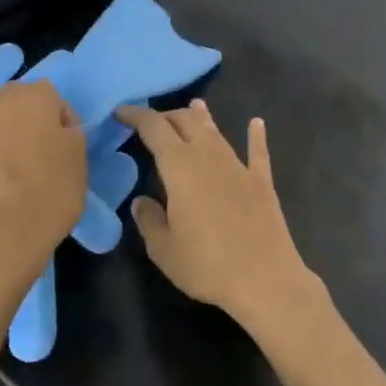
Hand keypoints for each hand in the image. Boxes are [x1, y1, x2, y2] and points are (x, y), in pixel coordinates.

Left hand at [0, 81, 86, 308]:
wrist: (0, 237)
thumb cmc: (51, 190)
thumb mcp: (80, 158)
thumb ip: (71, 133)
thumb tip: (59, 130)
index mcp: (31, 98)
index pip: (52, 95)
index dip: (63, 119)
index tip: (69, 145)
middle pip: (17, 105)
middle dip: (30, 122)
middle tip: (45, 154)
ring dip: (7, 143)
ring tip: (22, 177)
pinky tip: (2, 194)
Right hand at [116, 100, 318, 334]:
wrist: (265, 279)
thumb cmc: (207, 264)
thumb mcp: (164, 249)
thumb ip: (149, 220)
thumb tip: (141, 201)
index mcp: (180, 166)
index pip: (154, 128)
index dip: (136, 116)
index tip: (121, 112)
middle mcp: (209, 156)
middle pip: (186, 121)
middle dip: (167, 116)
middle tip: (152, 122)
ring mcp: (238, 166)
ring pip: (216, 131)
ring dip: (202, 118)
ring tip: (194, 106)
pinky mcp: (261, 181)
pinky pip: (257, 151)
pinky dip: (255, 135)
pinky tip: (256, 123)